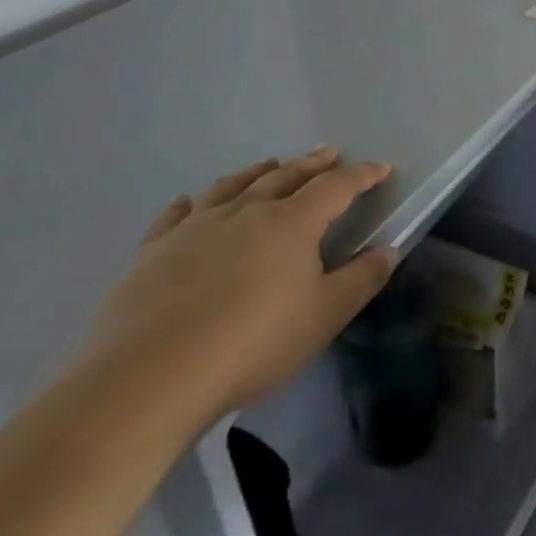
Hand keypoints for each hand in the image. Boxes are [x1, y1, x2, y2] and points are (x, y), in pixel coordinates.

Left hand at [81, 149, 398, 425]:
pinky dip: (190, 203)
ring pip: (232, 186)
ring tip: (269, 164)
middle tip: (328, 153)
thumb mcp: (325, 316)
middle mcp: (245, 212)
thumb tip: (387, 250)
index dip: (361, 175)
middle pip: (285, 176)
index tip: (380, 168)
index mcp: (291, 222)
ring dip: (257, 172)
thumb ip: (362, 279)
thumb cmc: (252, 344)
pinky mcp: (151, 254)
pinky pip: (175, 216)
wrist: (147, 381)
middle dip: (312, 163)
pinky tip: (190, 202)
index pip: (336, 186)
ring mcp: (194, 229)